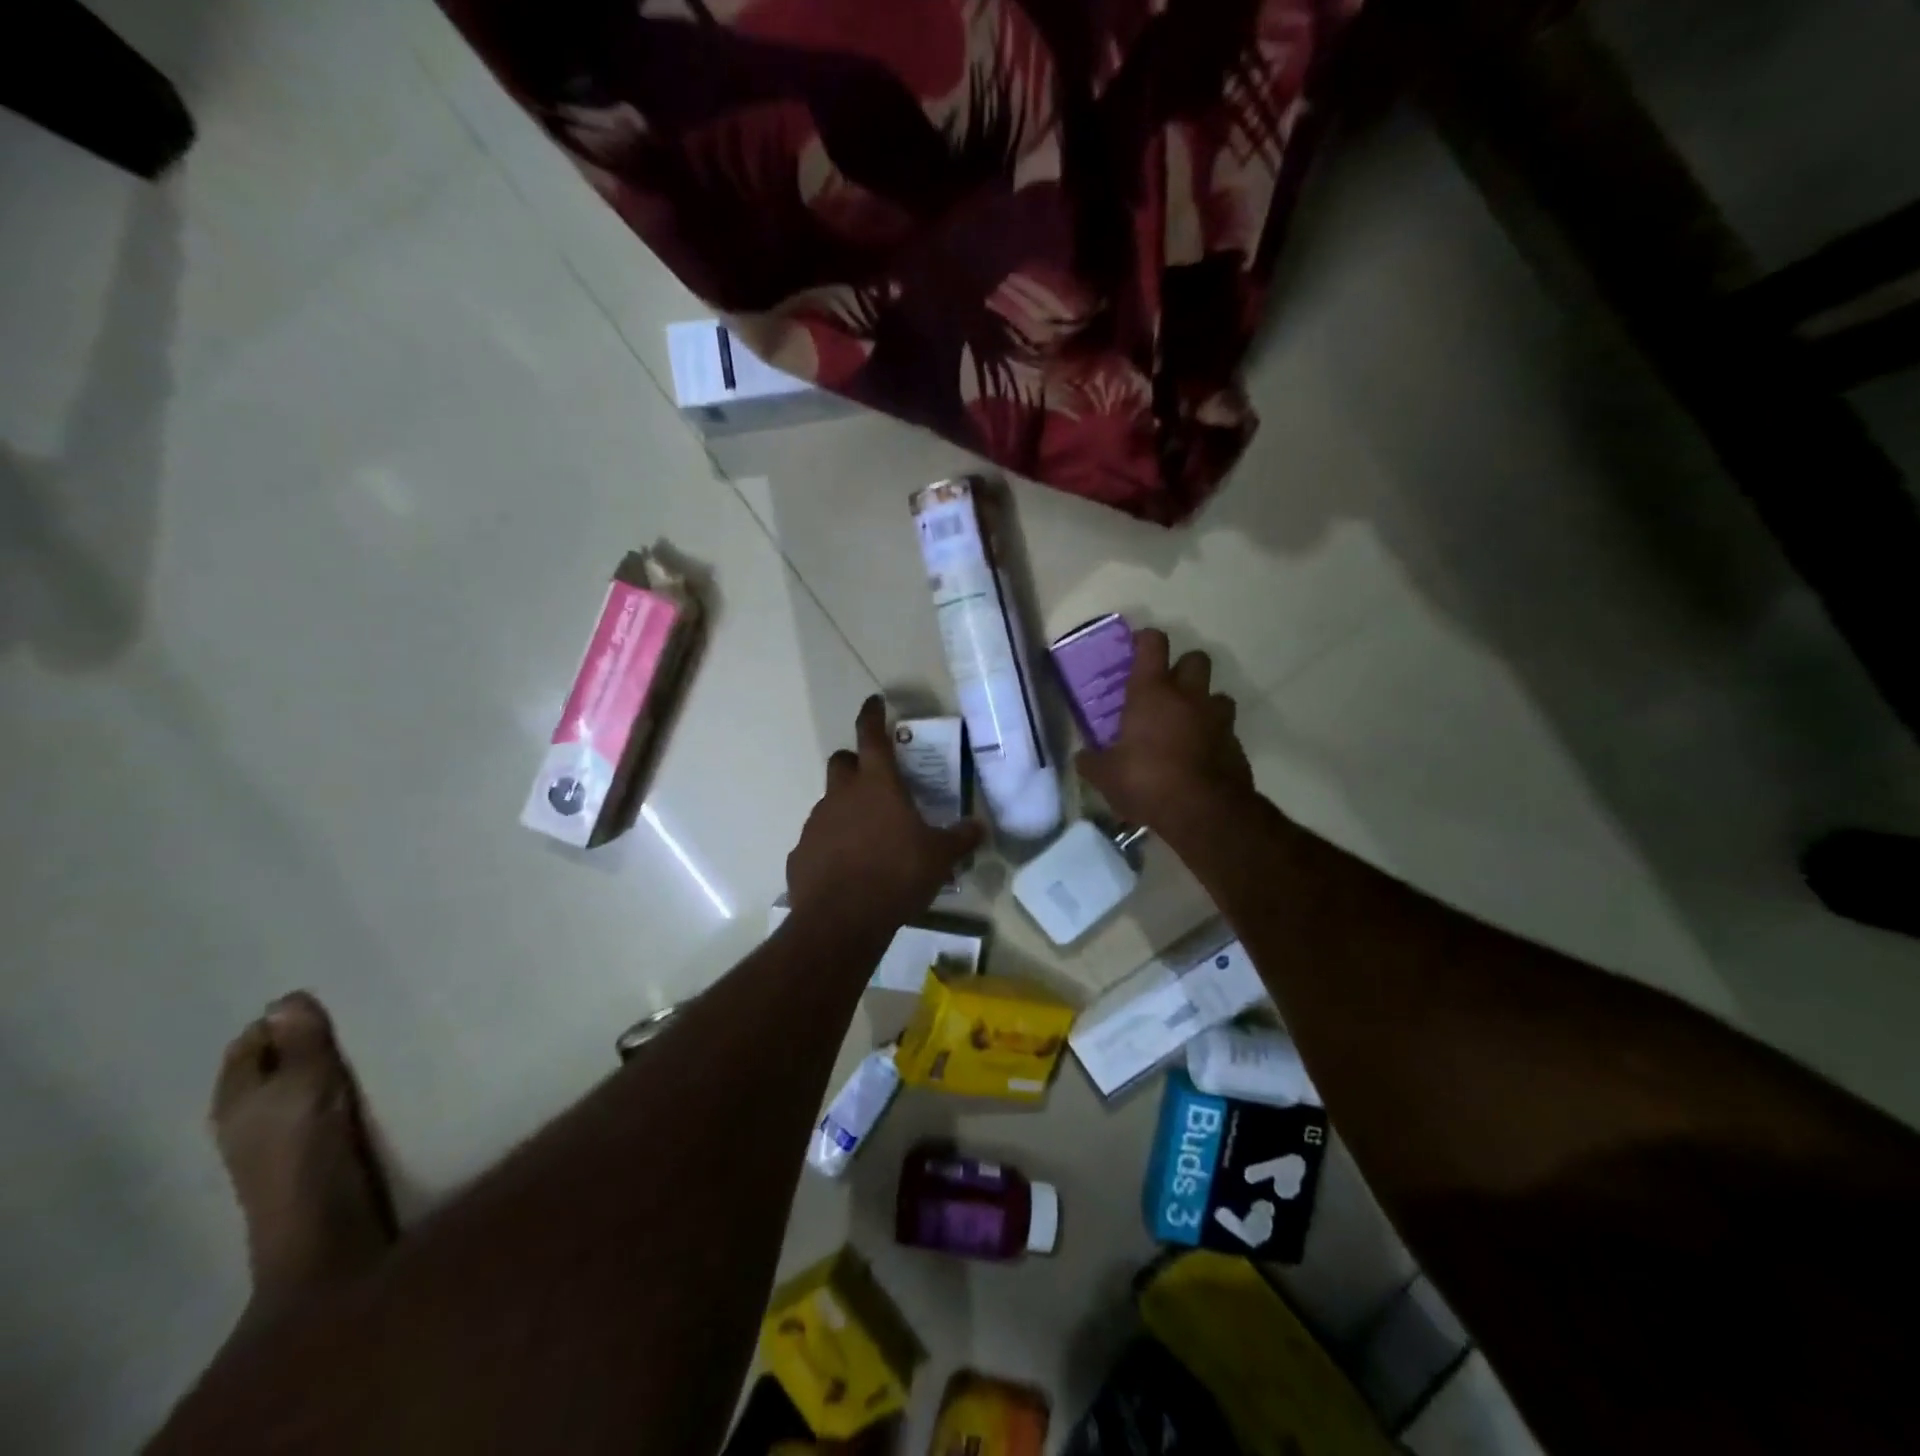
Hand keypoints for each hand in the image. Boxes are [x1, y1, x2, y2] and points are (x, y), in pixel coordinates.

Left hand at [787, 696, 983, 927]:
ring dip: (846, 808)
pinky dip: (832, 844)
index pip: (871, 735)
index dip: (872, 715)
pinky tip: (848, 868)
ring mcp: (816, 822)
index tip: (874, 703)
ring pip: (830, 801)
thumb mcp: (940, 857)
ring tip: (869, 836)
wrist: (842, 920)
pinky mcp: (801, 852)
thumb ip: (961, 838)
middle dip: (856, 763)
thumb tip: (979, 827)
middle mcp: (842, 794)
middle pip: (842, 761)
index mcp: (877, 784)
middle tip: (876, 781)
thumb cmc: (897, 875)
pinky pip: (819, 838)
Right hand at [1076, 629, 1254, 833]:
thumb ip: (1092, 762)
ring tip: (1188, 725)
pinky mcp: (1236, 745)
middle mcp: (1188, 697)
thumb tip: (1083, 757)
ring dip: (1204, 704)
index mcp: (1152, 693)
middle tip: (1168, 689)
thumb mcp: (1105, 776)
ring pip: (1218, 695)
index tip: (1138, 647)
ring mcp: (1217, 719)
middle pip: (1196, 659)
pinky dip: (1214, 738)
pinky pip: (1226, 731)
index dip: (1146, 640)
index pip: (1153, 645)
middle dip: (1184, 667)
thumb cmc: (1146, 781)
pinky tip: (1199, 758)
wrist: (1203, 812)